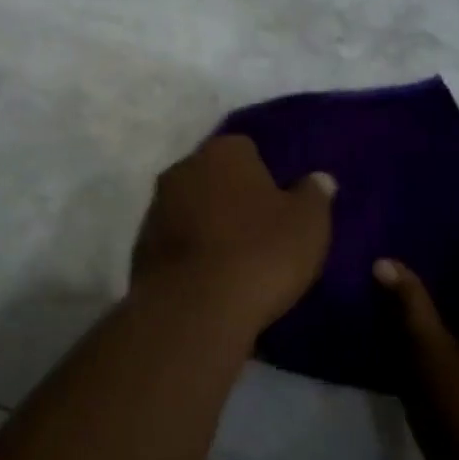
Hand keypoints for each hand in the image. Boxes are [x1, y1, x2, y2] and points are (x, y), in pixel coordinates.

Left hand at [132, 136, 335, 337]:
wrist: (193, 310)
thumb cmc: (259, 254)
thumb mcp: (308, 224)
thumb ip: (314, 195)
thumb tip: (318, 178)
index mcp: (223, 151)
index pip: (247, 149)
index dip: (266, 175)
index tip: (280, 204)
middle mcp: (182, 169)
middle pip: (214, 177)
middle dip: (232, 197)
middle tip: (260, 230)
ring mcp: (156, 208)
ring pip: (191, 208)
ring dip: (208, 225)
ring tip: (235, 260)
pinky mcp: (140, 247)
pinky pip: (175, 243)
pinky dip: (190, 254)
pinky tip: (209, 280)